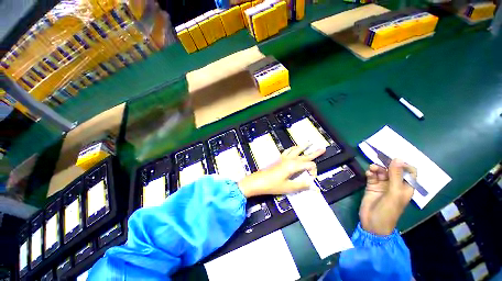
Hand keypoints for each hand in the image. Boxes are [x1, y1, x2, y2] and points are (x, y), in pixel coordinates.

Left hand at [238, 145, 325, 197]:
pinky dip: (292, 149)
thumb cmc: (273, 185)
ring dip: (302, 147)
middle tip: (322, 148)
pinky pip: (287, 151)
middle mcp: (290, 159)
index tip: (311, 179)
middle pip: (304, 155)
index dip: (314, 171)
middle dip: (314, 153)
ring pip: (295, 150)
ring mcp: (284, 158)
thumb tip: (314, 186)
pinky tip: (293, 149)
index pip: (309, 165)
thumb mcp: (289, 187)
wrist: (258, 181)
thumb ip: (302, 185)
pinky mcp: (279, 159)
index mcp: (293, 165)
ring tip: (308, 143)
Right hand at [359, 159, 416, 234]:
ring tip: (371, 169)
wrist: (373, 222)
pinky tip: (368, 174)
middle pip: (393, 170)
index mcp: (405, 187)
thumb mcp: (394, 193)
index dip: (403, 165)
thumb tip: (398, 158)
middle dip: (386, 165)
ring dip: (377, 168)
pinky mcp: (372, 186)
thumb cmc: (388, 210)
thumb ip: (395, 175)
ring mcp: (383, 185)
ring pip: (381, 172)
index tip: (393, 161)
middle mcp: (395, 185)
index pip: (409, 172)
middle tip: (379, 162)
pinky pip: (372, 176)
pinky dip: (370, 173)